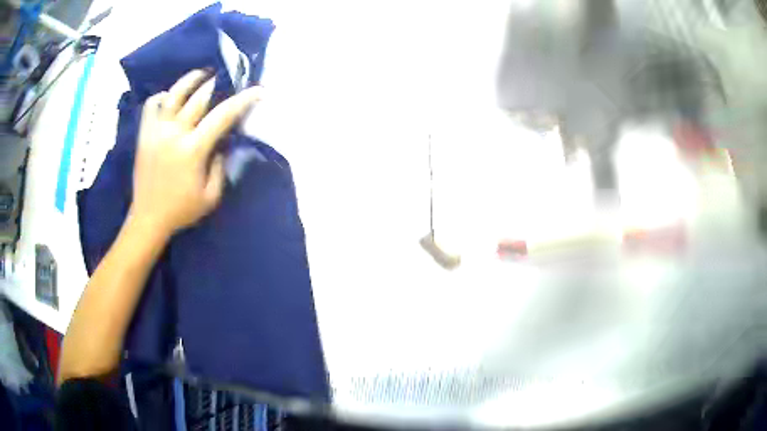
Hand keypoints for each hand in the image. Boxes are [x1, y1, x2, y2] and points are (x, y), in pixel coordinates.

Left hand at [130, 69, 260, 235]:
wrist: (148, 218)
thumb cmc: (181, 210)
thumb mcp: (211, 197)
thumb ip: (221, 167)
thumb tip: (222, 144)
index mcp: (193, 149)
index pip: (222, 116)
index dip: (243, 100)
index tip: (258, 91)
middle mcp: (174, 133)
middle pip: (199, 97)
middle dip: (217, 84)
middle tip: (228, 79)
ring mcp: (156, 131)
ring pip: (173, 94)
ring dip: (190, 80)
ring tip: (201, 75)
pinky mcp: (144, 135)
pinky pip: (151, 106)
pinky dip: (162, 97)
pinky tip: (170, 99)